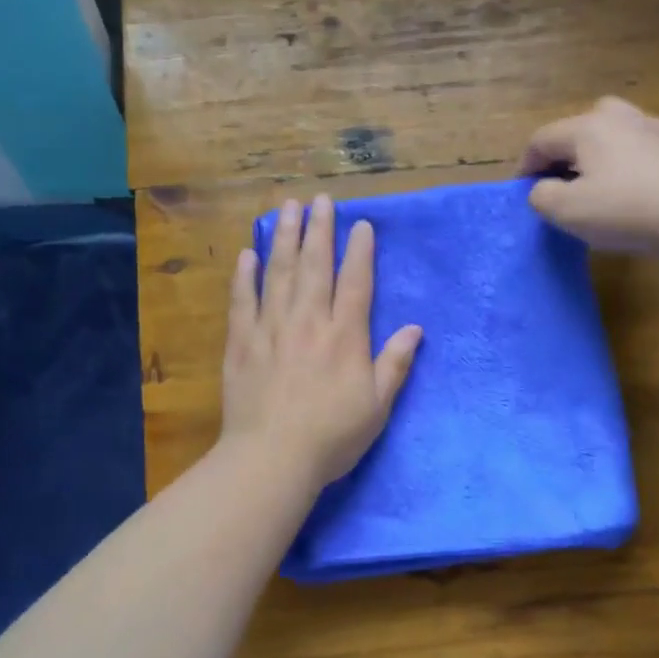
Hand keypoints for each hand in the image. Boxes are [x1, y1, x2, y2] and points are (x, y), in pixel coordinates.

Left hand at [222, 194, 422, 488]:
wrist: (272, 457)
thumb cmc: (332, 436)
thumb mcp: (377, 405)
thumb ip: (395, 364)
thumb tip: (416, 329)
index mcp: (345, 336)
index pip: (356, 282)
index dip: (360, 251)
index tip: (360, 224)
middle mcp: (309, 321)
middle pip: (315, 265)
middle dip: (319, 229)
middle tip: (320, 199)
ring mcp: (271, 328)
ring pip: (279, 272)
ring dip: (285, 238)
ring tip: (288, 208)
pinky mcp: (241, 342)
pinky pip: (243, 300)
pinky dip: (245, 275)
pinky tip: (249, 254)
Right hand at [520, 96, 658, 255]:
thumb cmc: (626, 210)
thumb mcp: (567, 211)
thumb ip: (541, 196)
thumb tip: (542, 189)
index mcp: (586, 127)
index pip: (541, 139)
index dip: (525, 166)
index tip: (523, 193)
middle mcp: (618, 116)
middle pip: (576, 129)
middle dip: (560, 156)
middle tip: (558, 185)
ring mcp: (651, 127)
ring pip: (608, 136)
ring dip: (592, 158)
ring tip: (591, 188)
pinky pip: (634, 149)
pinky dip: (620, 165)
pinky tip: (626, 192)